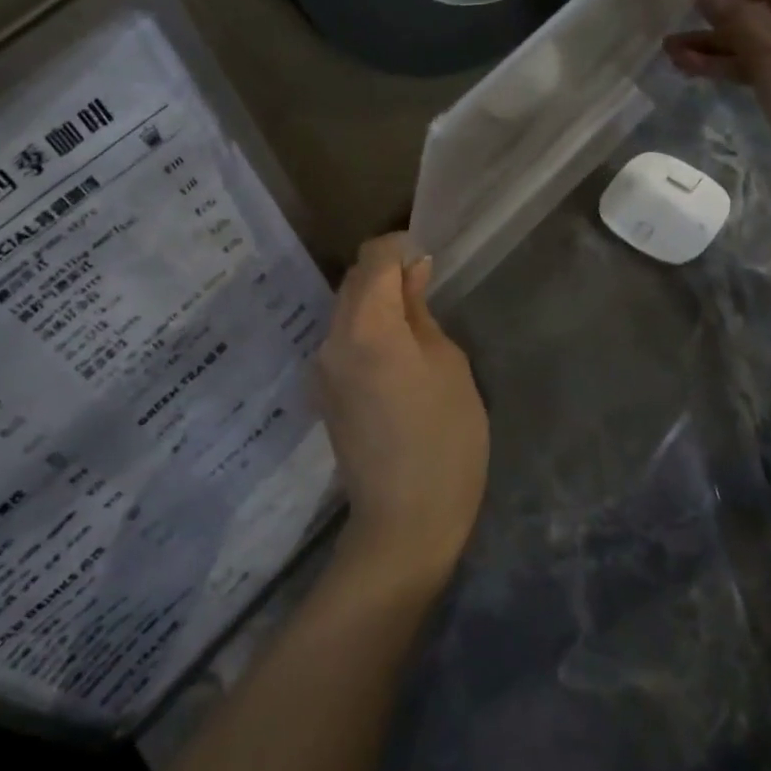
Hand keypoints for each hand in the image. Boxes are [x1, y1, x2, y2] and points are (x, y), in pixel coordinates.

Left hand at [315, 235, 489, 578]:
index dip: (400, 247)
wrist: (403, 523)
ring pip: (346, 309)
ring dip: (376, 301)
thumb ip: (421, 312)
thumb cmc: (444, 441)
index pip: (372, 258)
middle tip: (427, 289)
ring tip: (415, 324)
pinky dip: (367, 328)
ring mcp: (322, 367)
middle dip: (386, 272)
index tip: (427, 259)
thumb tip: (410, 274)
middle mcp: (332, 339)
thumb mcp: (448, 366)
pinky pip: (343, 339)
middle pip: (353, 280)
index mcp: (366, 328)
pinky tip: (396, 354)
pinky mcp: (323, 391)